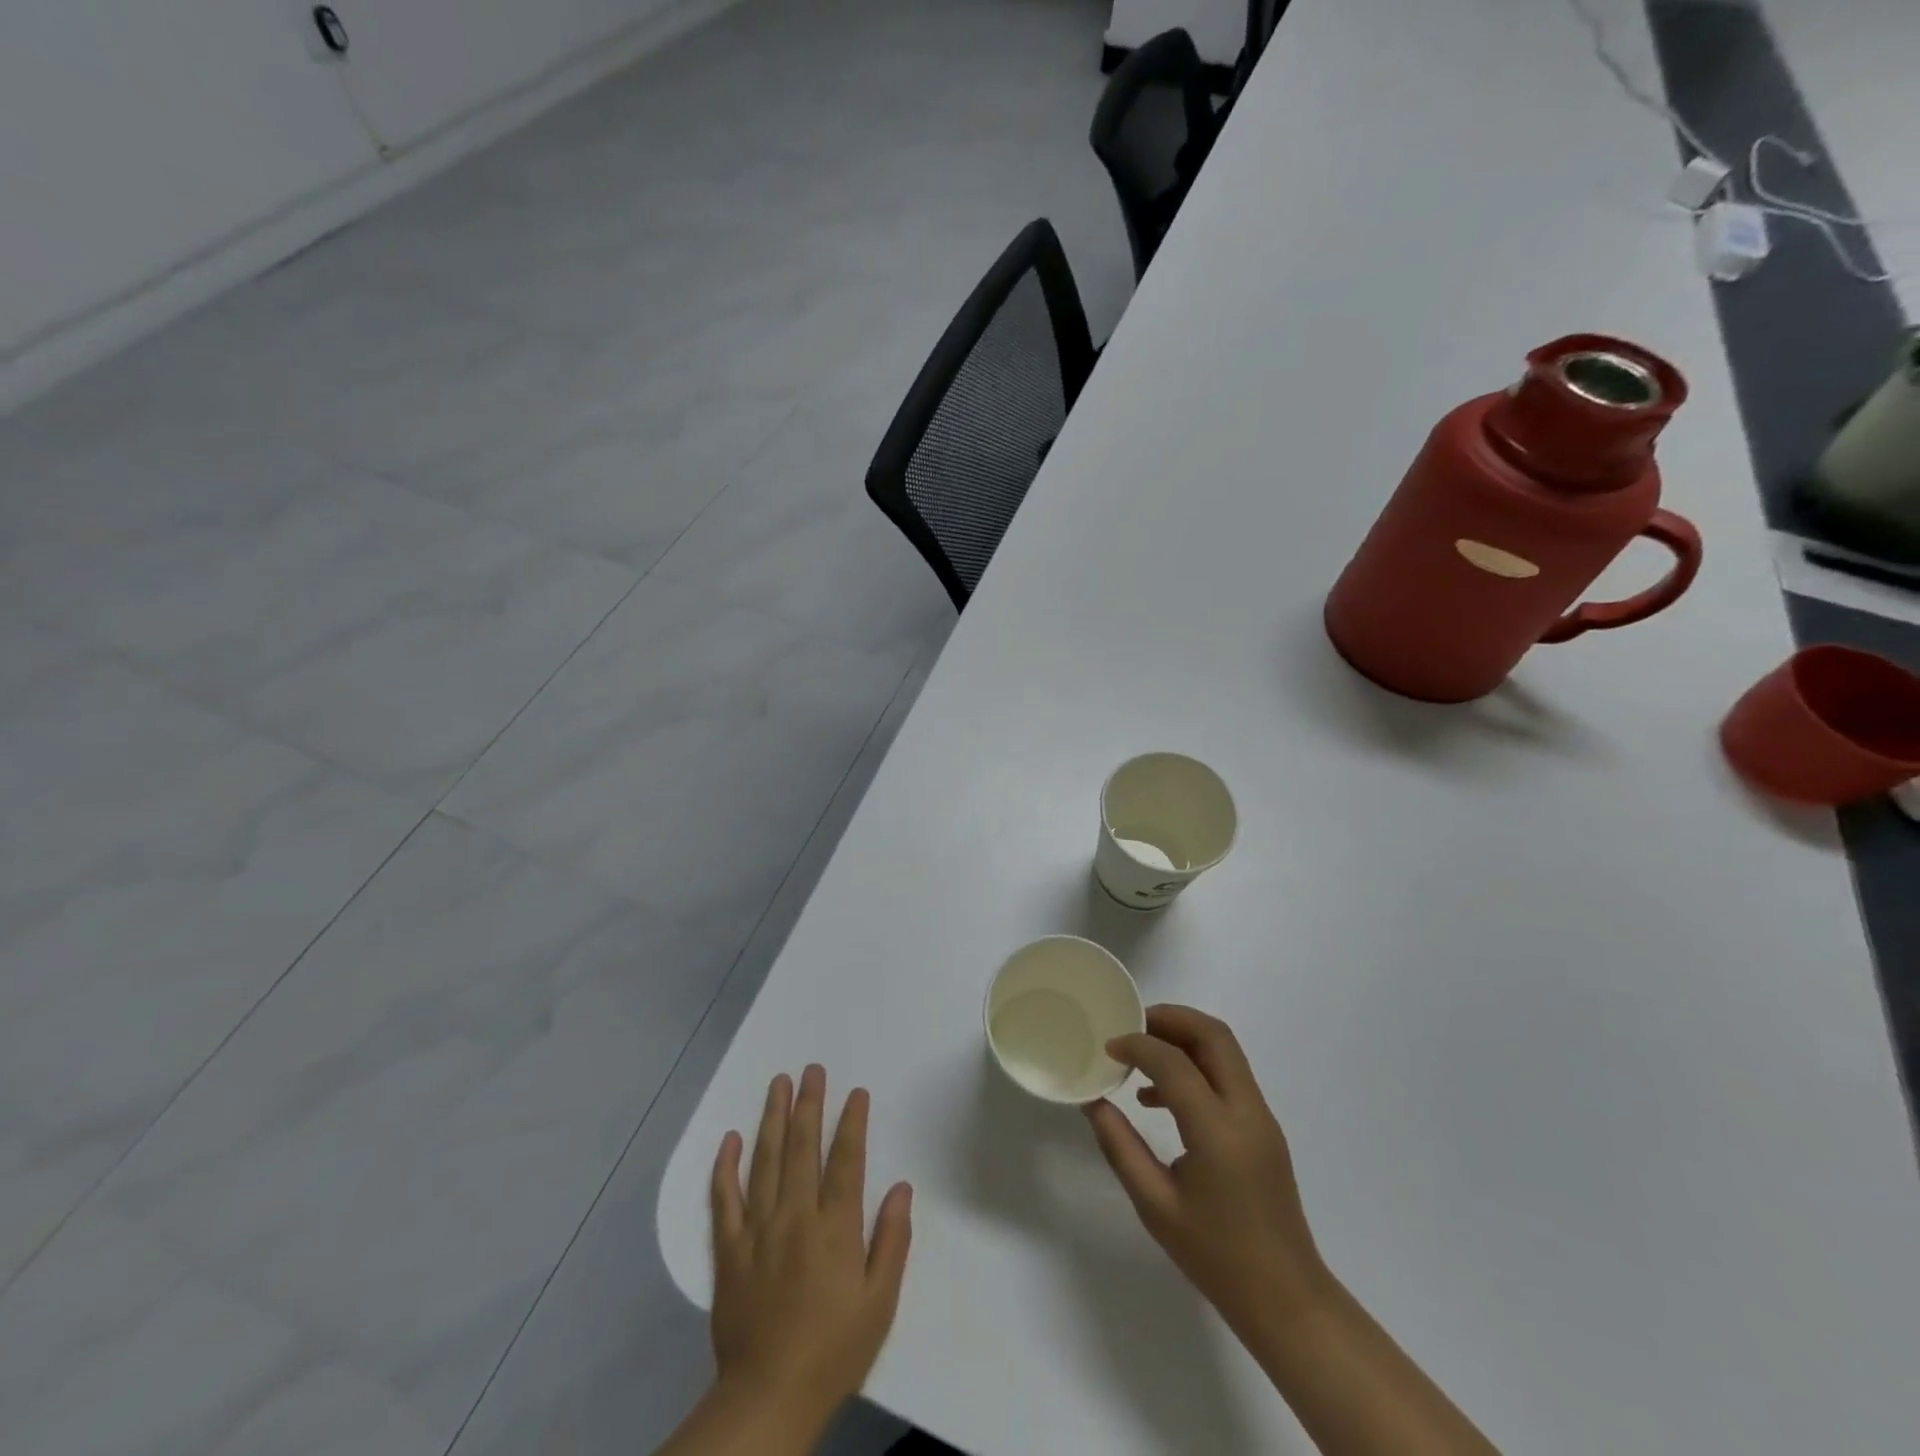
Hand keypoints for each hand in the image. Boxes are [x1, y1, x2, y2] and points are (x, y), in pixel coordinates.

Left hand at [708, 1065, 912, 1434]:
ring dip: (773, 1118)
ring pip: (765, 1161)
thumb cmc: (833, 1351)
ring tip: (778, 1083)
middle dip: (809, 1104)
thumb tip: (902, 1187)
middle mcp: (795, 1216)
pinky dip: (726, 1167)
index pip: (846, 1160)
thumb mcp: (879, 1303)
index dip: (852, 1123)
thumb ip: (892, 1241)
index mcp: (835, 1228)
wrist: (767, 1397)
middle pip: (803, 1148)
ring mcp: (758, 1230)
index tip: (856, 1093)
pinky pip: (724, 1199)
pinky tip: (730, 1139)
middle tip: (812, 1069)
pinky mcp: (729, 1250)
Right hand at [1084, 1005, 1329, 1340]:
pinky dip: (1196, 1065)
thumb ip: (1120, 1147)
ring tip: (1141, 1055)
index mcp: (1218, 1131)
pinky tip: (1161, 1097)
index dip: (1138, 1045)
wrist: (1286, 1300)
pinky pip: (1229, 1075)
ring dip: (1184, 1037)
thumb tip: (1094, 1102)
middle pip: (1214, 1035)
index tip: (1108, 1046)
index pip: (1174, 1063)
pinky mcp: (1263, 1127)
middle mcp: (1247, 1111)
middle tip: (1132, 1025)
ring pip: (1225, 1050)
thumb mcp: (1155, 1206)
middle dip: (1171, 1018)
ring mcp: (1261, 1117)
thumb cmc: (1216, 1257)